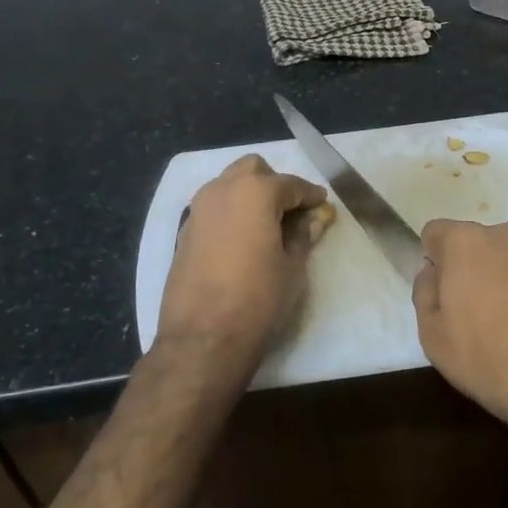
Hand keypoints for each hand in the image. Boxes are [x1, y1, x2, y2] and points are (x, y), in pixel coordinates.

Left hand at [155, 155, 334, 375]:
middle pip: (253, 170)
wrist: (203, 337)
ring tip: (266, 226)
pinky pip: (213, 208)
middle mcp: (223, 190)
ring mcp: (198, 209)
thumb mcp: (292, 267)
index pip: (290, 184)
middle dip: (274, 184)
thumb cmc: (258, 298)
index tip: (322, 204)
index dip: (310, 195)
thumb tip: (314, 219)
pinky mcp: (185, 231)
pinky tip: (242, 240)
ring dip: (249, 195)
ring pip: (228, 185)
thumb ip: (303, 235)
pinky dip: (231, 213)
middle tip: (291, 212)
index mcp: (255, 192)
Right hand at [412, 219, 507, 445]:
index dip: (434, 264)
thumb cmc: (492, 359)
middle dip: (473, 271)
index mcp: (467, 241)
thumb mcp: (433, 336)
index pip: (435, 233)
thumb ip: (425, 294)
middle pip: (478, 245)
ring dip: (507, 283)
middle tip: (475, 317)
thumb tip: (434, 273)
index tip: (442, 297)